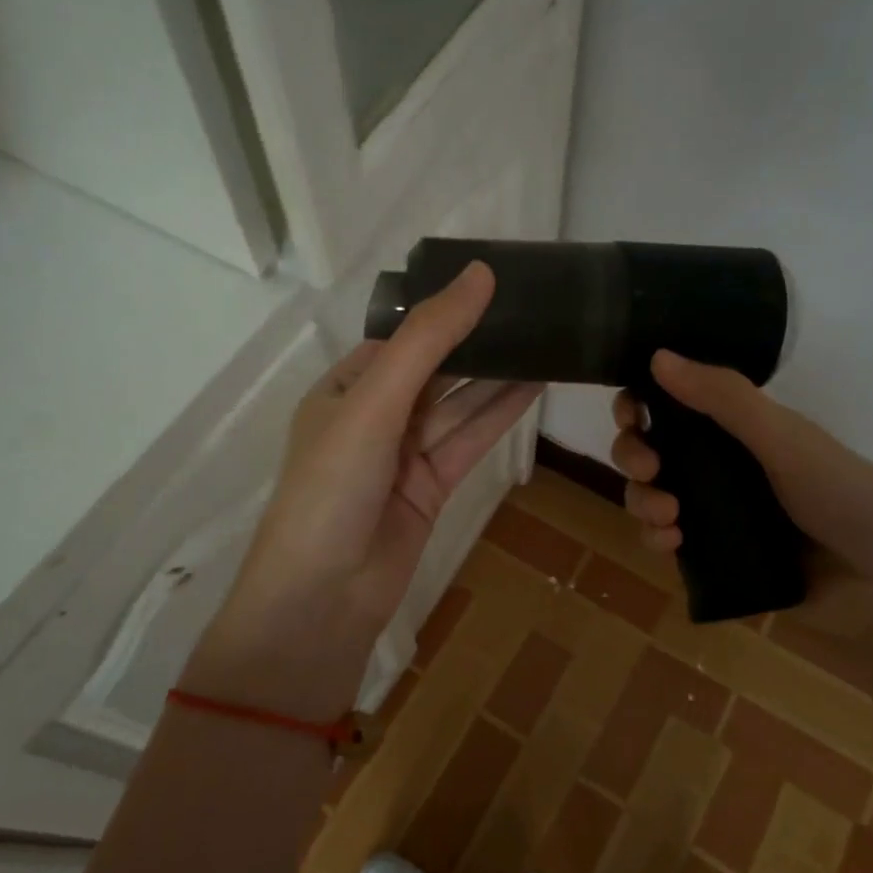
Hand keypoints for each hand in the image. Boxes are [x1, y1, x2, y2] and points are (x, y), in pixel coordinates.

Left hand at [191, 263, 541, 712]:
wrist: (323, 598)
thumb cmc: (332, 487)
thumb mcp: (374, 402)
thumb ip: (428, 340)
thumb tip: (479, 274)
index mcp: (346, 387)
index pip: (404, 336)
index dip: (448, 310)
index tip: (498, 282)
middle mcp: (375, 415)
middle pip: (436, 369)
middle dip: (479, 342)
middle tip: (536, 308)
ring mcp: (404, 454)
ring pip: (459, 405)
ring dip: (499, 376)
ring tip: (548, 340)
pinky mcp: (432, 487)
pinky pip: (470, 440)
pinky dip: (500, 415)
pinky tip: (535, 386)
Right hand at [611, 349, 872, 585]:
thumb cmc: (846, 496)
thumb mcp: (785, 441)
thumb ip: (725, 400)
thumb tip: (657, 356)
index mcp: (740, 428)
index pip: (672, 404)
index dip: (641, 404)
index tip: (631, 415)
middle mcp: (721, 464)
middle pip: (651, 449)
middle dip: (634, 455)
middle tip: (649, 470)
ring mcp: (716, 511)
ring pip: (651, 496)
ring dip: (642, 501)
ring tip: (668, 518)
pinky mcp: (715, 556)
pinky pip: (667, 541)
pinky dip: (657, 538)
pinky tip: (671, 543)